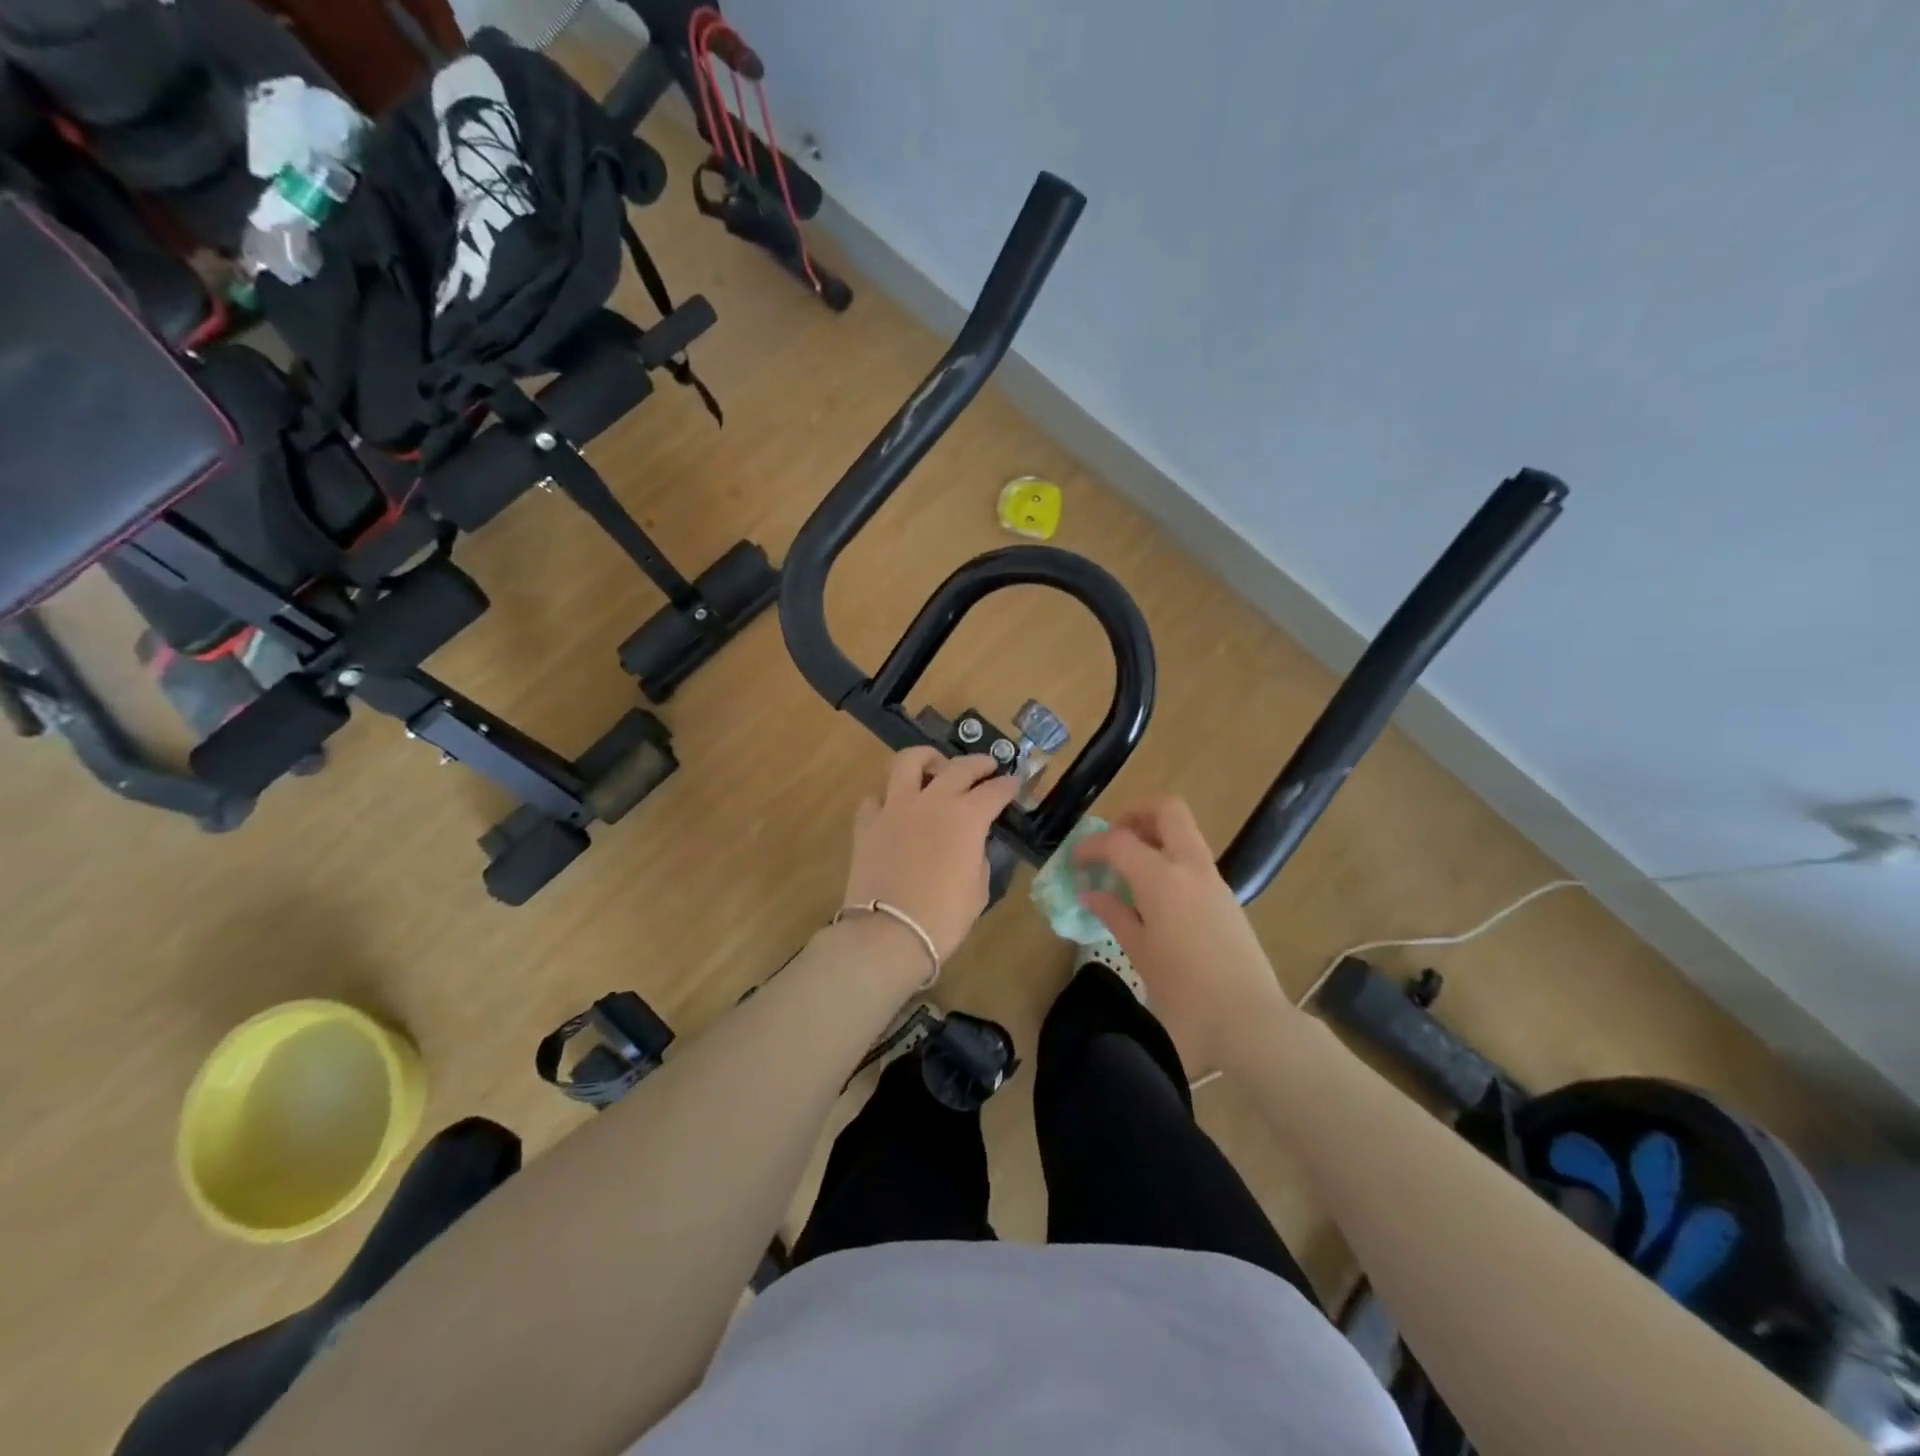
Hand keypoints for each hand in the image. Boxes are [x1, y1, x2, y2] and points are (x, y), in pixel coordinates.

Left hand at [844, 748, 1020, 964]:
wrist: (888, 934)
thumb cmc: (943, 917)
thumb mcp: (977, 888)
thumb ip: (977, 855)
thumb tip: (970, 844)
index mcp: (966, 817)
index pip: (994, 791)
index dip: (1008, 786)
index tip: (1014, 784)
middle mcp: (932, 801)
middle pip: (959, 767)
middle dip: (978, 763)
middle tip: (987, 766)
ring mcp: (895, 807)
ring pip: (909, 762)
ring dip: (927, 759)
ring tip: (934, 765)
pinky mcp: (867, 823)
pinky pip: (876, 796)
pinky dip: (888, 796)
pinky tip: (895, 805)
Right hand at [1076, 796, 1291, 1074]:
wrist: (1249, 1020)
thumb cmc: (1184, 991)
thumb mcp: (1139, 952)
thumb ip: (1114, 914)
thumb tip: (1090, 892)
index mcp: (1162, 878)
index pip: (1119, 841)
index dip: (1091, 845)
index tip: (1075, 860)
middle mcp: (1190, 867)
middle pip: (1167, 810)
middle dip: (1135, 814)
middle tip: (1111, 840)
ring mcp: (1213, 880)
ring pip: (1184, 832)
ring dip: (1153, 835)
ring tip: (1126, 869)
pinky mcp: (1226, 897)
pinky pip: (1192, 859)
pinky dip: (1168, 859)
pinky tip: (1151, 895)